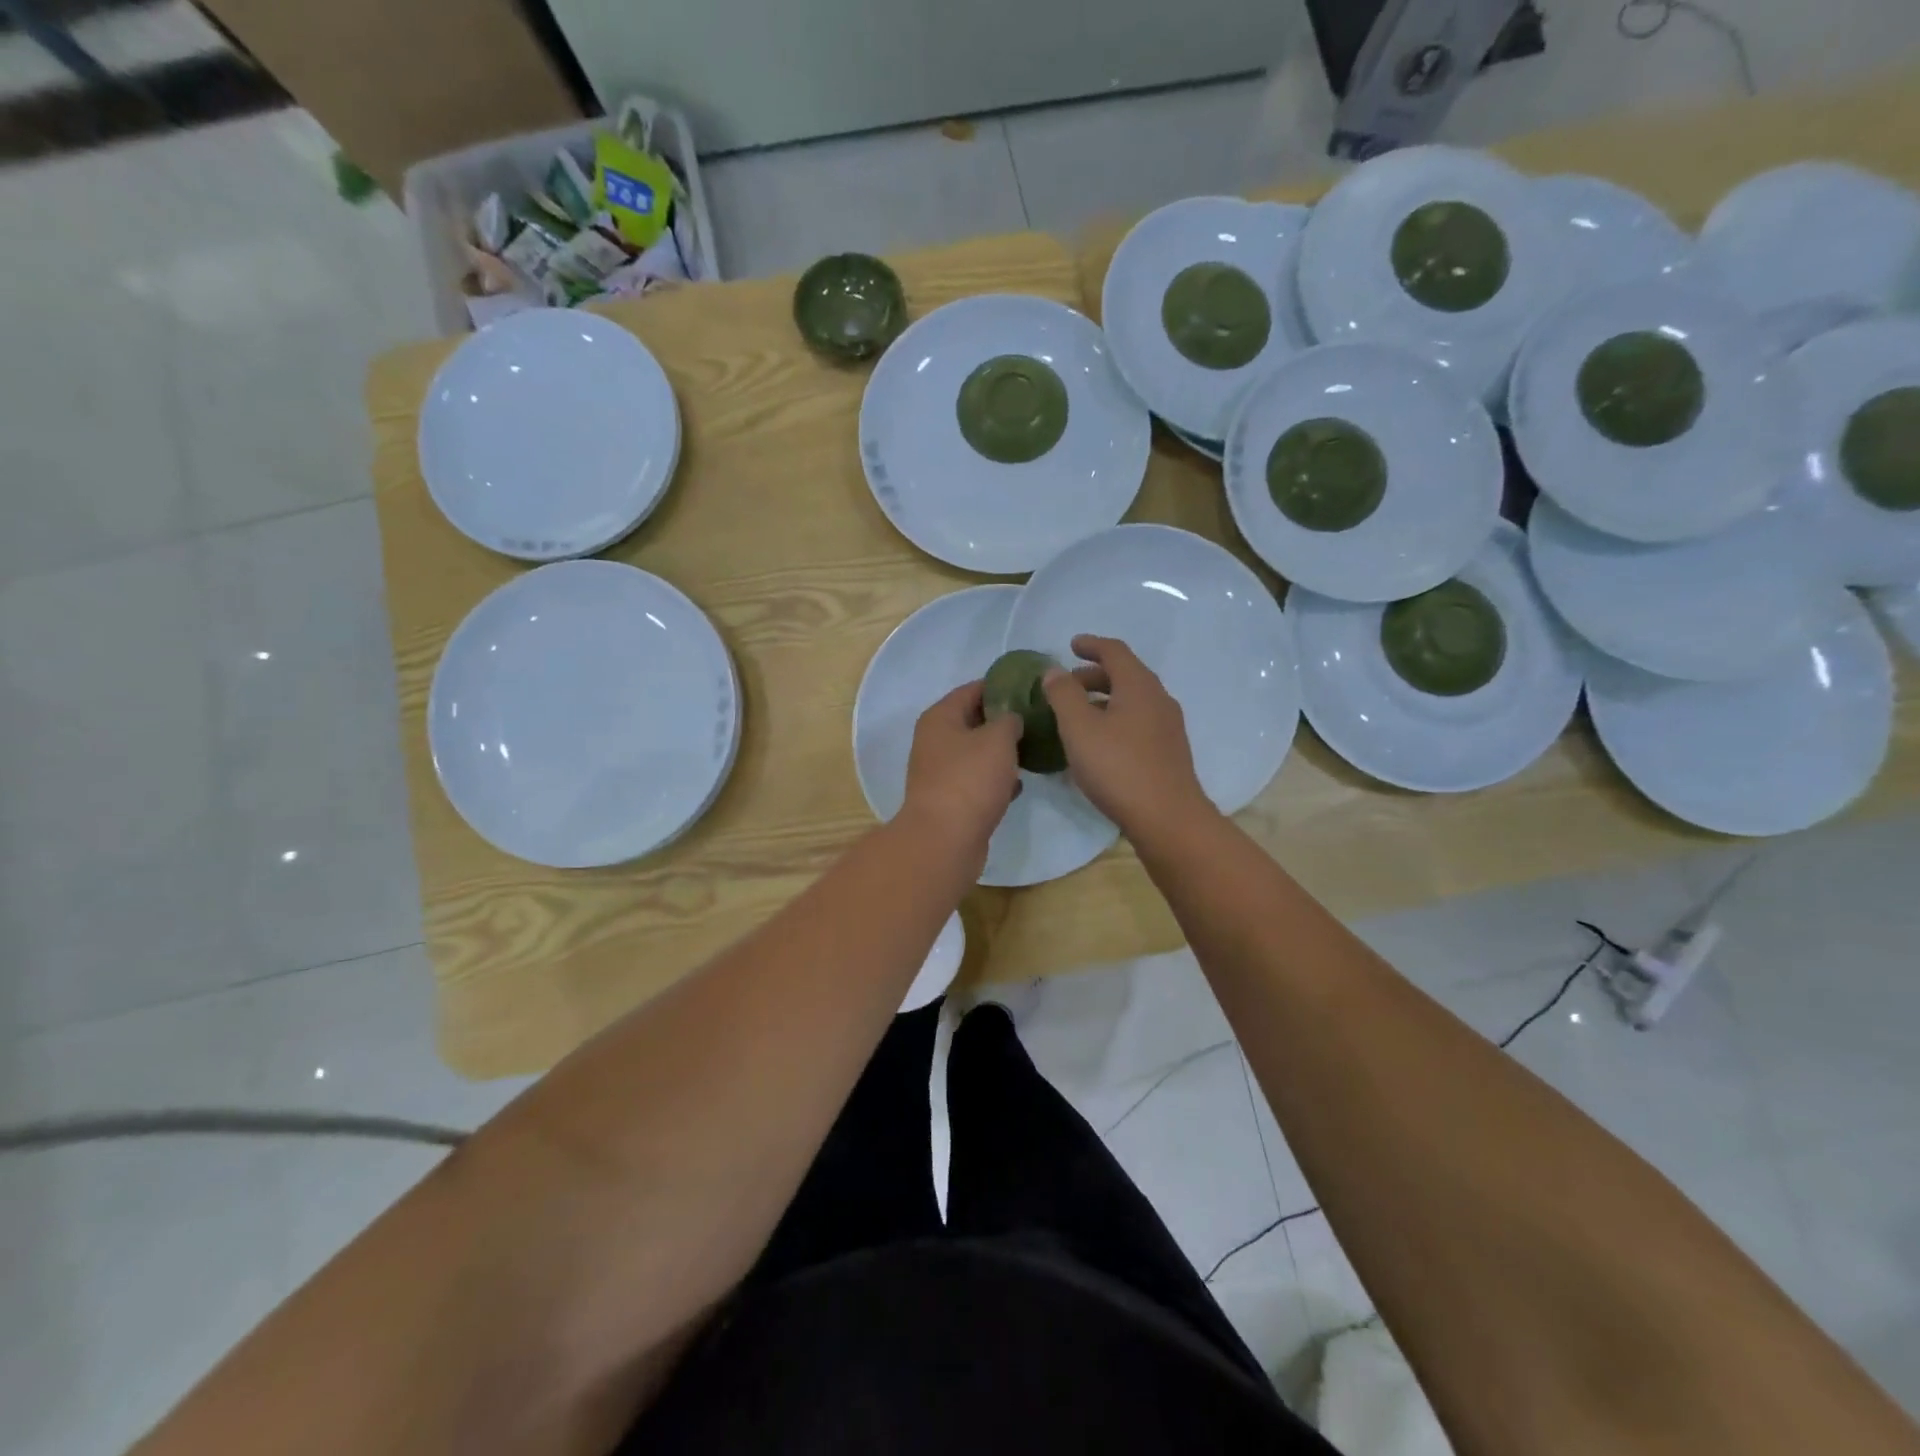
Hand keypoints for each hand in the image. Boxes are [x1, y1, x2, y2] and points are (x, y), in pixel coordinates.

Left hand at [899, 680, 1022, 867]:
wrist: (945, 840)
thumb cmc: (970, 779)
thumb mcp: (998, 739)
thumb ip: (1009, 720)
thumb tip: (1011, 718)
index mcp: (940, 718)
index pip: (972, 689)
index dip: (1001, 686)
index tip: (1030, 688)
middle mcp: (935, 741)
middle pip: (973, 721)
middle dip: (1004, 720)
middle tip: (1037, 719)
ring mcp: (941, 773)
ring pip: (977, 753)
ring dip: (1001, 752)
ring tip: (1034, 749)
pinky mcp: (951, 800)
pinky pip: (977, 781)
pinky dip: (996, 780)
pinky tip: (1019, 784)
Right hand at [1042, 635, 1210, 837]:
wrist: (1167, 818)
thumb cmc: (1118, 768)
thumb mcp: (1079, 728)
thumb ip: (1063, 695)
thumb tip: (1053, 671)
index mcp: (1139, 686)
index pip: (1115, 652)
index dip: (1091, 645)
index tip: (1071, 645)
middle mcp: (1158, 699)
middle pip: (1126, 674)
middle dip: (1094, 675)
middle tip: (1067, 685)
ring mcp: (1168, 726)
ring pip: (1132, 700)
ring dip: (1104, 699)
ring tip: (1078, 714)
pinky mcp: (1168, 751)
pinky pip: (1138, 721)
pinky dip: (1115, 718)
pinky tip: (1099, 742)